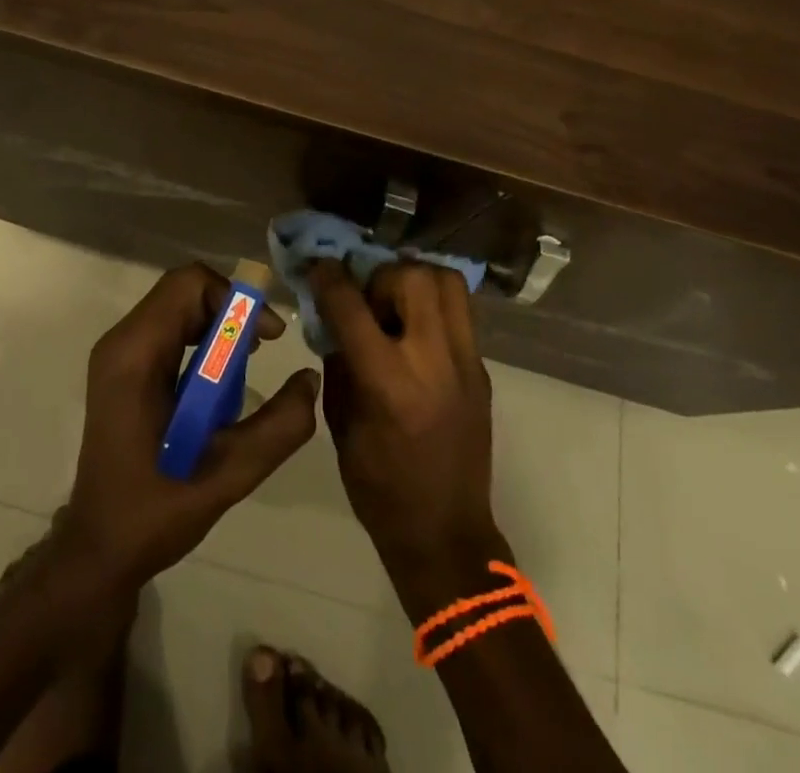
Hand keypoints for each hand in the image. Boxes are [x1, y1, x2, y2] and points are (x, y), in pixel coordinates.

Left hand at [57, 264, 319, 592]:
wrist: (99, 548)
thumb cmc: (157, 511)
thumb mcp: (229, 474)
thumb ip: (278, 426)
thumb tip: (310, 378)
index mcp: (136, 354)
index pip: (188, 284)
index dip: (234, 299)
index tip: (266, 338)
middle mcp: (121, 341)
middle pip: (183, 290)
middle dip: (230, 311)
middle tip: (261, 350)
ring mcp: (118, 353)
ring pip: (177, 306)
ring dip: (218, 325)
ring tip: (244, 366)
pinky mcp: (123, 368)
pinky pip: (169, 329)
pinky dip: (202, 339)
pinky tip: (218, 382)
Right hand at [311, 260, 498, 573]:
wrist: (446, 534)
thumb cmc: (378, 487)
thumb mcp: (340, 423)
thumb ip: (337, 361)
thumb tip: (332, 316)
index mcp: (388, 383)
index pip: (352, 306)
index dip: (328, 276)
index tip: (317, 265)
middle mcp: (433, 361)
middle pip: (412, 276)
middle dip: (380, 276)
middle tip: (368, 300)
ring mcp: (466, 363)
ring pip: (446, 282)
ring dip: (414, 280)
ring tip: (396, 307)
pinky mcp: (482, 369)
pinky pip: (459, 312)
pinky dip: (432, 305)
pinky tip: (415, 331)